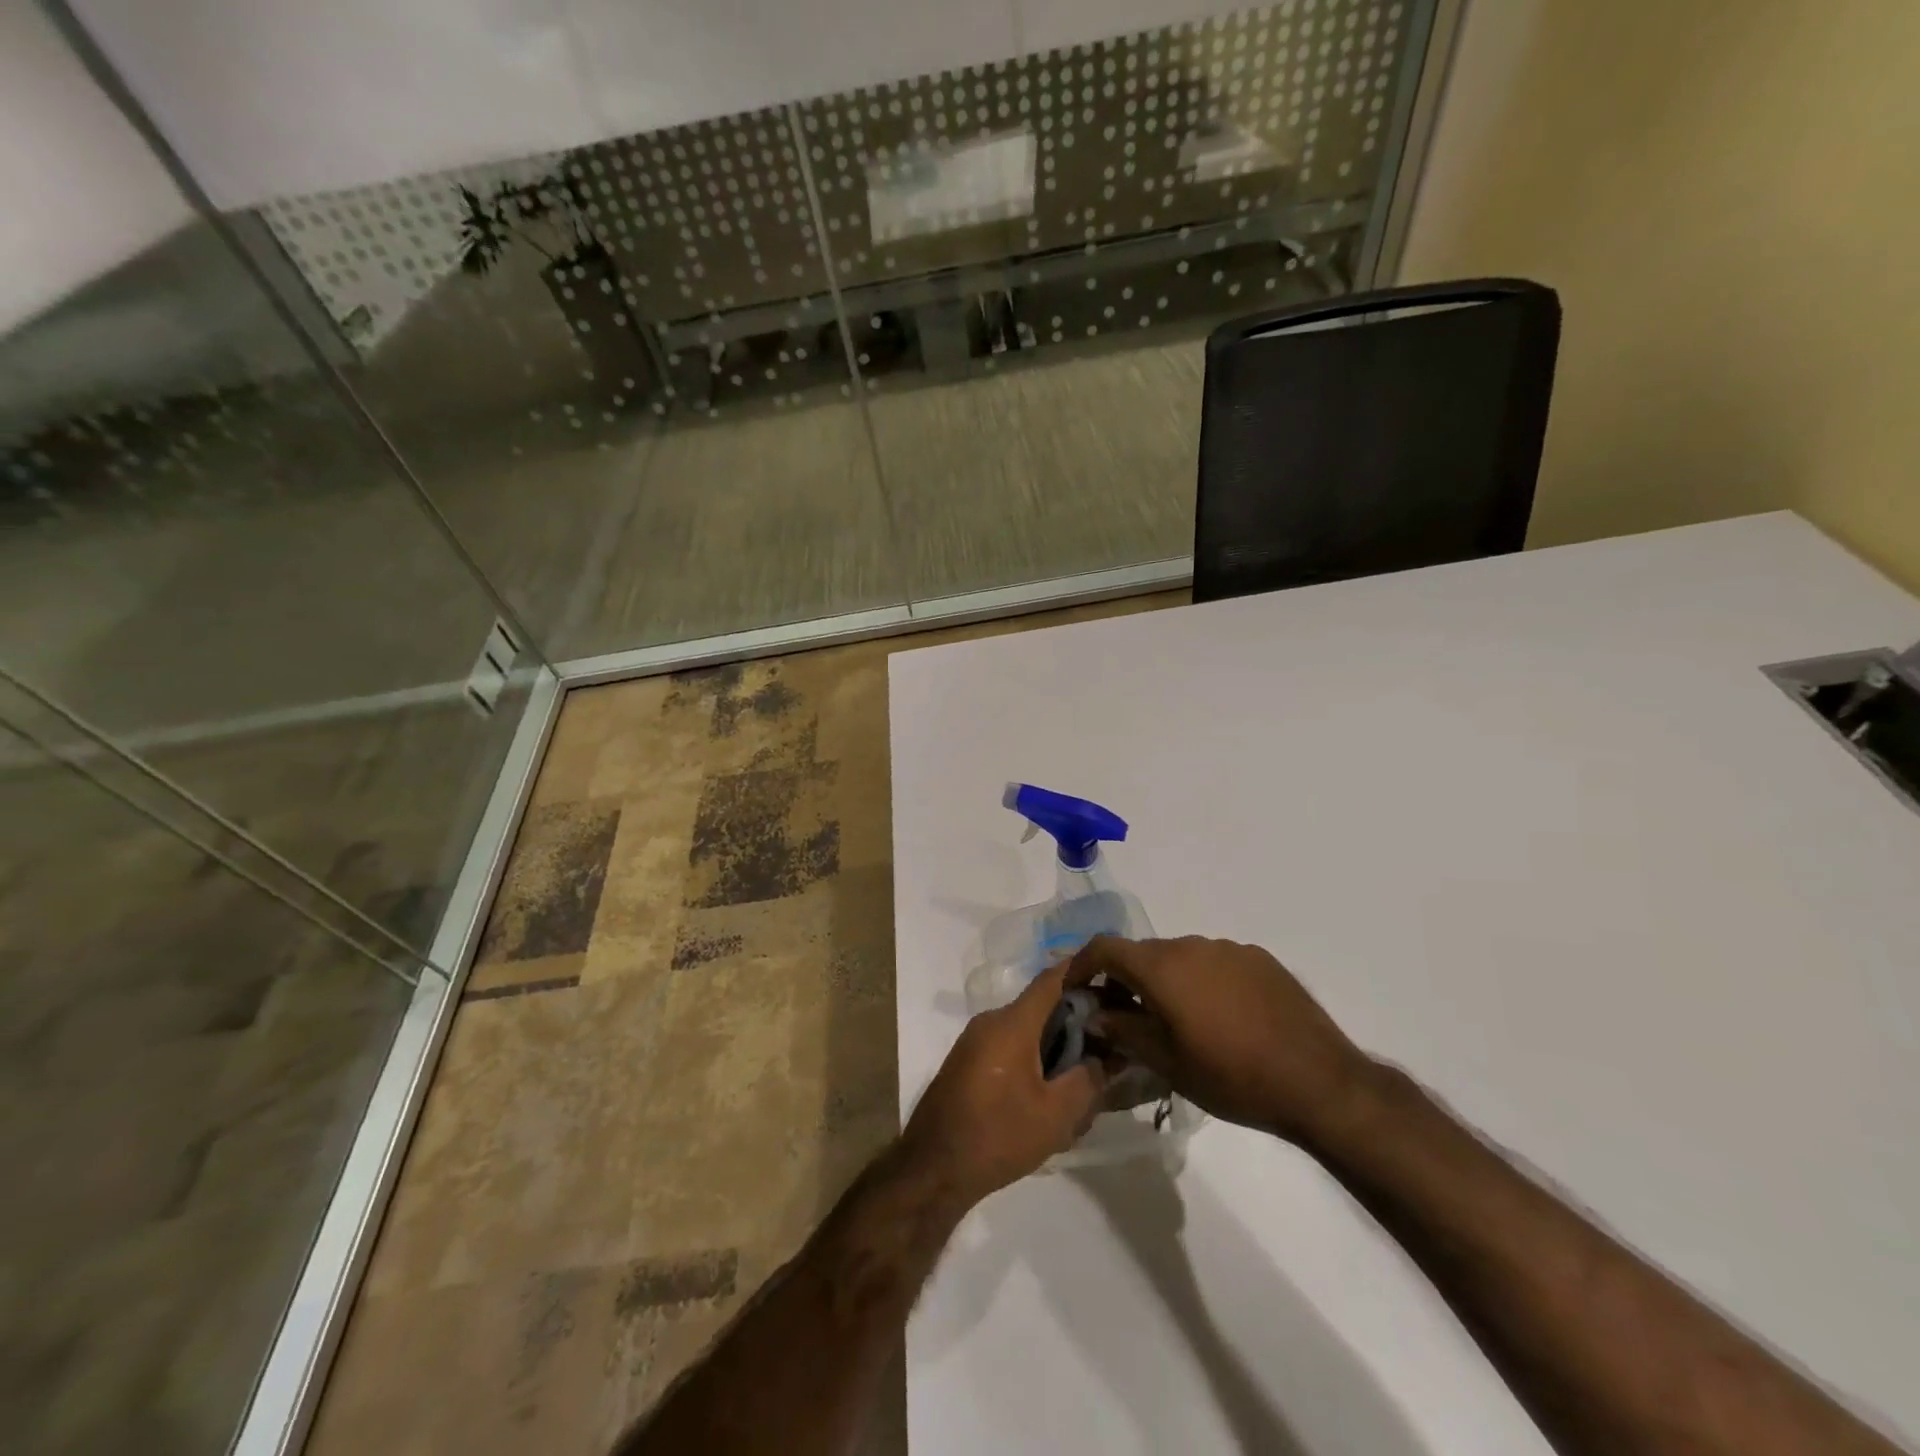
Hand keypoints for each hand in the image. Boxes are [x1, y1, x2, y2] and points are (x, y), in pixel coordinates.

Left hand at [901, 961, 1108, 1207]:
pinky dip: (1034, 1062)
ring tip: (1084, 1084)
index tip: (1113, 981)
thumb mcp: (1055, 1115)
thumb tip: (1107, 1058)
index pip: (1052, 979)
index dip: (1084, 973)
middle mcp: (991, 1022)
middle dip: (1077, 1024)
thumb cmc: (997, 1135)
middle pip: (1042, 1008)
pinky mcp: (968, 1064)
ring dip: (1056, 1050)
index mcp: (1012, 1022)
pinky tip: (1050, 1100)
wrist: (933, 1168)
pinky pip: (1010, 1049)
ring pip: (1027, 1033)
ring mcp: (975, 1042)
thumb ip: (1088, 1080)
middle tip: (1109, 1048)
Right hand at [1065, 935, 1370, 1146]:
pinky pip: (1215, 962)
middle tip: (1124, 1015)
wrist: (1318, 1082)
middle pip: (1144, 953)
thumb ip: (1123, 1030)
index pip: (1105, 948)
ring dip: (1167, 981)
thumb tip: (1094, 1014)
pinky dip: (1202, 981)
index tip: (1076, 990)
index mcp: (1162, 966)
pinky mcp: (1260, 959)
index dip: (1082, 965)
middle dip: (1126, 979)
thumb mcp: (1167, 1062)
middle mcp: (1192, 944)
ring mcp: (1229, 949)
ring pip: (1181, 957)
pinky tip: (1220, 1018)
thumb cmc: (1231, 1076)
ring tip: (1176, 1021)